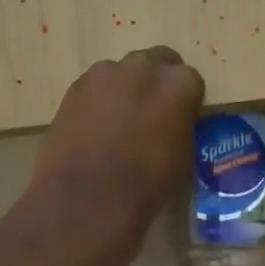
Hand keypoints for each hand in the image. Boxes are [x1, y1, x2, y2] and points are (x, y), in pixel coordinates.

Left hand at [25, 46, 205, 265]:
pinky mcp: (73, 87)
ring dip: (126, 90)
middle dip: (156, 84)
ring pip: (123, 73)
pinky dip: (99, 102)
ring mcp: (104, 74)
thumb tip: (173, 121)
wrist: (86, 202)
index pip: (191, 80)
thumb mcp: (183, 155)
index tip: (181, 120)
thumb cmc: (147, 186)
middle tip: (153, 115)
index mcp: (179, 83)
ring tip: (120, 125)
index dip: (186, 101)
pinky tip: (96, 130)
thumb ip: (181, 124)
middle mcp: (143, 67)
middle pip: (156, 63)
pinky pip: (95, 88)